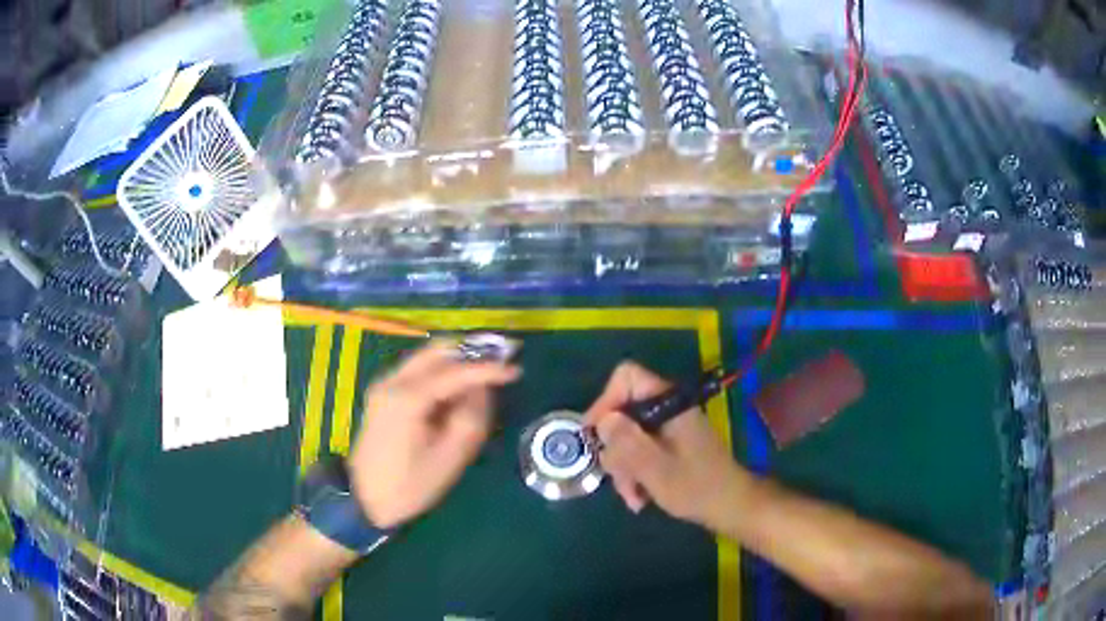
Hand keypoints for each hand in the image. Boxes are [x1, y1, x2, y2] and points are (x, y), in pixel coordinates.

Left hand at [349, 340, 520, 527]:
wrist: (366, 499)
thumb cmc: (410, 485)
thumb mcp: (450, 457)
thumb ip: (471, 417)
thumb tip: (483, 390)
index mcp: (407, 398)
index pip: (455, 371)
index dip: (488, 369)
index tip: (516, 371)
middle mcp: (392, 381)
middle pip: (436, 351)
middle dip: (471, 352)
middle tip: (501, 362)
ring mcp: (385, 385)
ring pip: (427, 358)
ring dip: (456, 362)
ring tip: (485, 377)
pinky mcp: (384, 393)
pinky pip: (418, 371)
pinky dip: (442, 373)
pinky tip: (458, 391)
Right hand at [584, 361, 741, 527]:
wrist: (731, 506)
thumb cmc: (696, 487)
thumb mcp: (655, 468)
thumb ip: (627, 442)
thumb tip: (602, 420)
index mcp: (668, 403)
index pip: (626, 377)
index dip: (605, 401)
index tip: (596, 435)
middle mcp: (666, 408)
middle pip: (622, 411)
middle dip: (615, 449)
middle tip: (617, 478)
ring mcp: (668, 427)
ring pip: (627, 436)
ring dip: (624, 468)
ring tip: (634, 497)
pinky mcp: (669, 444)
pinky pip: (640, 450)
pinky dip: (635, 472)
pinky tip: (640, 497)